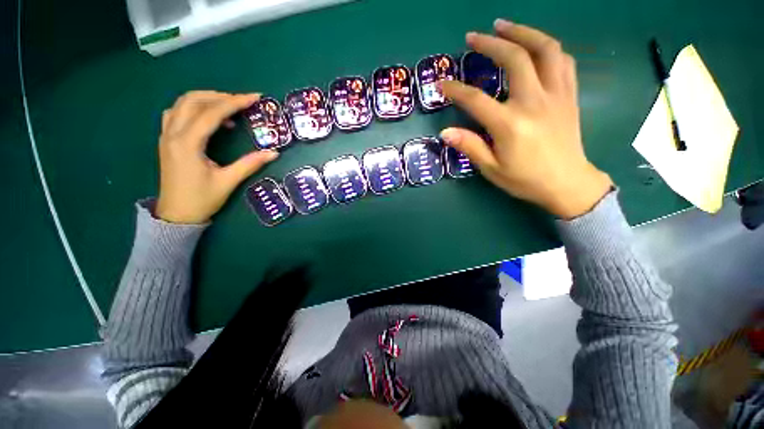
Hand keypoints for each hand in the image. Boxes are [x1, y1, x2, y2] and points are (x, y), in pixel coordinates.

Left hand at [156, 91, 277, 223]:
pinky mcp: (167, 140)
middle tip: (242, 102)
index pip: (211, 113)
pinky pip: (176, 113)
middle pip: (193, 100)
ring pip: (182, 104)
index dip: (234, 103)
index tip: (254, 98)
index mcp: (187, 143)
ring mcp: (166, 136)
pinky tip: (208, 118)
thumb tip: (274, 153)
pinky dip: (194, 108)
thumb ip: (250, 164)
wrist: (176, 215)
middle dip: (220, 96)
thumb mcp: (228, 181)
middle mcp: (173, 134)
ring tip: (228, 107)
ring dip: (205, 99)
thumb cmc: (201, 199)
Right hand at [440, 20, 611, 218]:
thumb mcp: (492, 169)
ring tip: (505, 27)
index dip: (456, 89)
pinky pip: (563, 61)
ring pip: (545, 49)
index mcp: (510, 124)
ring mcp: (556, 95)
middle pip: (514, 59)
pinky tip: (535, 47)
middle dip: (491, 43)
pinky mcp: (569, 95)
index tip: (442, 83)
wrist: (567, 183)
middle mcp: (534, 102)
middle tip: (474, 36)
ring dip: (524, 33)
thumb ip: (469, 147)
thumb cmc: (525, 179)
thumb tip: (445, 132)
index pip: (476, 99)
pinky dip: (547, 48)